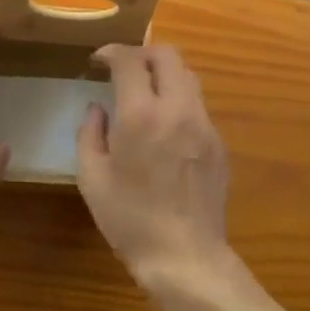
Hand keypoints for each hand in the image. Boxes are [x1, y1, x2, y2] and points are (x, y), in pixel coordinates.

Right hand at [77, 45, 234, 294]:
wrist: (186, 258)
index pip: (130, 60)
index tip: (99, 61)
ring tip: (146, 92)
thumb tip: (98, 108)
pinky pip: (198, 106)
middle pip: (167, 55)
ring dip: (165, 74)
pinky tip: (166, 128)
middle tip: (125, 69)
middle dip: (143, 53)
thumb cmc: (131, 220)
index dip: (112, 52)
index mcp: (141, 114)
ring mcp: (204, 124)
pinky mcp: (219, 142)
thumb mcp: (92, 179)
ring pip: (188, 76)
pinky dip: (179, 102)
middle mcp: (177, 108)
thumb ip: (90, 133)